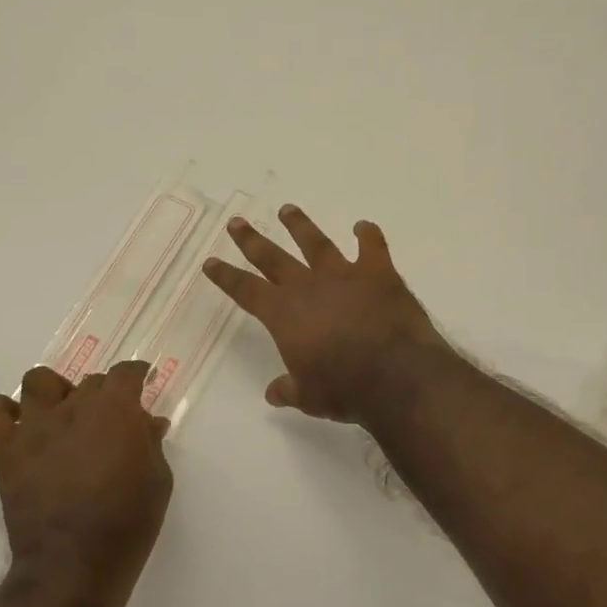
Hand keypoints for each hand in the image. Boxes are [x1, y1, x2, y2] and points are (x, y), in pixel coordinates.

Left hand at [0, 362, 172, 606]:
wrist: (74, 566)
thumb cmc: (128, 523)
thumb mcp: (158, 480)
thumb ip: (150, 443)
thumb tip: (147, 423)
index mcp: (116, 410)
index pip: (125, 373)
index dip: (136, 375)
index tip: (142, 383)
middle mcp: (73, 408)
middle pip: (88, 381)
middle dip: (103, 394)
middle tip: (108, 421)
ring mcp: (35, 428)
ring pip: (38, 381)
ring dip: (55, 392)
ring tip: (62, 415)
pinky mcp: (6, 453)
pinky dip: (0, 411)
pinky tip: (17, 426)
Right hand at [204, 204, 445, 421]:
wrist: (395, 374)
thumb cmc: (344, 388)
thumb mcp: (309, 397)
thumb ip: (289, 389)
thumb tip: (273, 393)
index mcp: (284, 315)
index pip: (246, 290)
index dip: (226, 276)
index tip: (211, 262)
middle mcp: (308, 287)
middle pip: (273, 258)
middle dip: (252, 241)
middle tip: (236, 222)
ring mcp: (344, 275)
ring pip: (316, 243)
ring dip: (300, 226)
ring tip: (287, 209)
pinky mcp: (378, 273)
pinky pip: (372, 247)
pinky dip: (368, 234)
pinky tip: (363, 225)